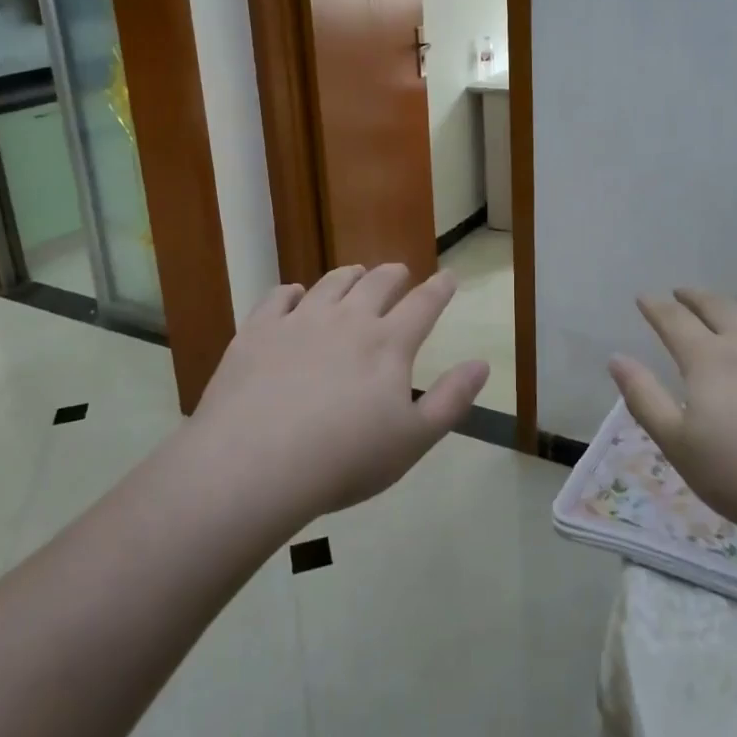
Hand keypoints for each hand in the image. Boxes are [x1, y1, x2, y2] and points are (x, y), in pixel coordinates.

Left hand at [194, 263, 488, 521]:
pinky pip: (278, 297)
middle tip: (400, 272)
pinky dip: (292, 291)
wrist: (255, 464)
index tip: (449, 276)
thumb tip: (481, 364)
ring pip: (331, 283)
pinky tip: (294, 295)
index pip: (423, 305)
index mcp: (388, 344)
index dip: (440, 288)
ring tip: (356, 273)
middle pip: (376, 283)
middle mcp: (347, 320)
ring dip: (349, 275)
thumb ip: (451, 400)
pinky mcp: (257, 331)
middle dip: (393, 274)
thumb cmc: (344, 459)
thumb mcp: (413, 440)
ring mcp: (299, 321)